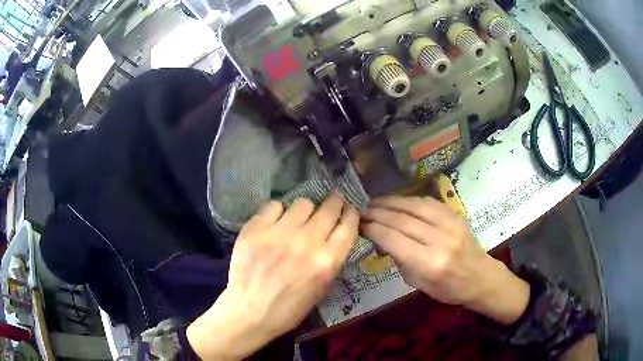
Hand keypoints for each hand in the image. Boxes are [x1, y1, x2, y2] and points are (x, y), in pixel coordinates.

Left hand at [187, 193, 358, 359]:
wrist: (249, 312)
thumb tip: (334, 235)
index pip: (348, 226)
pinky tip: (275, 222)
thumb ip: (331, 260)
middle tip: (332, 201)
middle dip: (334, 203)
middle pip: (329, 208)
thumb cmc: (288, 308)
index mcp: (326, 262)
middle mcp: (306, 243)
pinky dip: (278, 212)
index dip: (351, 214)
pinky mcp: (255, 230)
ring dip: (305, 210)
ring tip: (299, 218)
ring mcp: (279, 234)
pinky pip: (274, 206)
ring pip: (302, 203)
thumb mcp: (321, 289)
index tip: (349, 210)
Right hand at [361, 196, 529, 324]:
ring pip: (414, 206)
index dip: (373, 229)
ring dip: (391, 202)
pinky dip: (409, 200)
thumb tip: (382, 239)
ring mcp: (449, 225)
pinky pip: (428, 202)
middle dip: (377, 213)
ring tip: (375, 202)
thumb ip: (400, 260)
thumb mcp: (418, 283)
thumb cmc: (448, 289)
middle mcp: (439, 240)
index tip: (359, 224)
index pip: (393, 239)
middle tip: (361, 211)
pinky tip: (398, 201)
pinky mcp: (455, 216)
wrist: (480, 277)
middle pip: (401, 220)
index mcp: (428, 263)